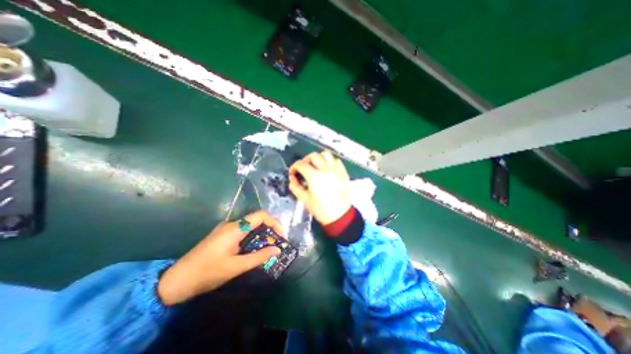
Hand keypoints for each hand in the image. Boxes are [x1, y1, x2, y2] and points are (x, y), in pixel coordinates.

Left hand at [157, 212, 284, 305]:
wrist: (176, 281)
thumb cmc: (208, 272)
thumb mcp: (237, 267)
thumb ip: (259, 257)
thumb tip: (277, 249)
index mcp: (235, 228)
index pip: (261, 215)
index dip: (275, 222)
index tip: (281, 236)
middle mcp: (231, 224)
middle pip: (257, 219)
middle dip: (270, 228)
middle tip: (277, 242)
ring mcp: (226, 228)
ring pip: (250, 225)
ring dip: (262, 233)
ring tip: (268, 246)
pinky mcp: (222, 235)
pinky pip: (243, 231)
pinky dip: (253, 236)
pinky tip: (254, 248)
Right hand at [290, 150, 353, 223]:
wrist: (339, 216)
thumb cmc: (322, 210)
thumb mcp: (304, 199)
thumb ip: (295, 187)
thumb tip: (292, 179)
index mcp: (315, 177)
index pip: (301, 165)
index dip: (294, 167)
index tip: (293, 172)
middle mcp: (326, 170)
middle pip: (313, 156)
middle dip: (305, 160)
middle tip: (303, 167)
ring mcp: (336, 170)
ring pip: (326, 154)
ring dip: (318, 157)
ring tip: (315, 165)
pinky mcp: (343, 172)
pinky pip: (336, 160)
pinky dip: (330, 161)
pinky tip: (326, 168)